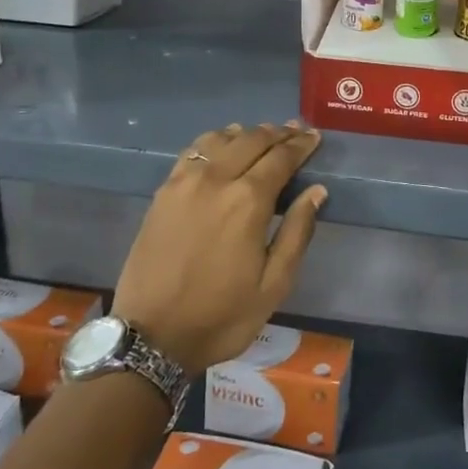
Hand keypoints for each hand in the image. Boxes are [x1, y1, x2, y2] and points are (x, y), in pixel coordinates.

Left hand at [112, 123, 326, 375]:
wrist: (151, 337)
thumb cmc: (221, 316)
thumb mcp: (274, 285)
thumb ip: (297, 232)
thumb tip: (316, 191)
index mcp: (248, 201)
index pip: (281, 158)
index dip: (302, 145)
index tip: (315, 136)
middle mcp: (216, 180)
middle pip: (252, 140)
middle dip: (278, 133)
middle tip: (296, 131)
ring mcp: (185, 182)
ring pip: (220, 140)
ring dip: (246, 134)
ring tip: (262, 135)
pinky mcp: (163, 192)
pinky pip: (192, 152)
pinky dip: (214, 142)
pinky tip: (222, 146)